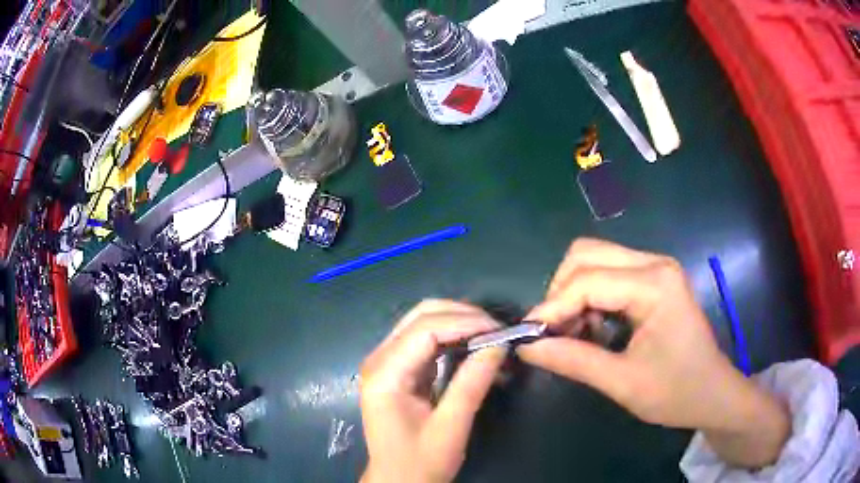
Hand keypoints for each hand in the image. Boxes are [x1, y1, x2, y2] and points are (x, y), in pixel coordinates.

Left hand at [360, 300, 506, 482]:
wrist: (397, 480)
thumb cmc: (420, 462)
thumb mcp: (451, 427)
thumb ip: (472, 384)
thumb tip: (499, 345)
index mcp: (385, 374)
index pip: (425, 328)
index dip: (466, 322)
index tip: (501, 330)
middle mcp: (379, 359)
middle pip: (421, 316)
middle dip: (462, 317)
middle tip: (498, 332)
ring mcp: (386, 362)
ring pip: (423, 323)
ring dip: (458, 324)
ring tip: (491, 337)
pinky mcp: (397, 369)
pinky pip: (425, 340)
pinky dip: (452, 337)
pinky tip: (473, 346)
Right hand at [517, 239, 789, 467]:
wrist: (713, 393)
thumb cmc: (676, 392)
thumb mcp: (623, 384)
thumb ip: (574, 361)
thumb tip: (527, 348)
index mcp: (655, 285)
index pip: (587, 280)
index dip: (551, 307)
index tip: (528, 337)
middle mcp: (654, 263)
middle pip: (586, 254)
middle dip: (560, 292)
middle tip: (553, 333)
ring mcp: (655, 268)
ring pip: (594, 259)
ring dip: (573, 292)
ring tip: (572, 332)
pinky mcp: (653, 278)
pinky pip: (607, 272)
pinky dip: (588, 295)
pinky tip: (591, 326)